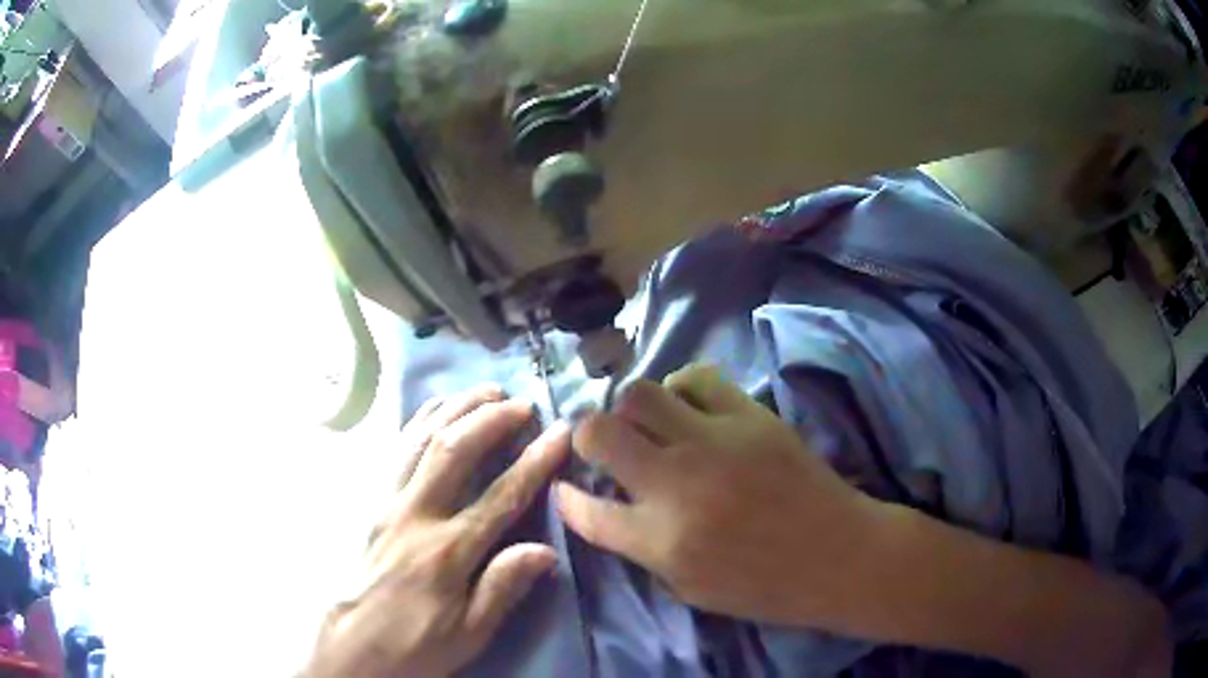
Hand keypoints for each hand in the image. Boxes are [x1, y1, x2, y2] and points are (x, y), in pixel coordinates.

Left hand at [307, 386, 570, 677]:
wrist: (355, 646)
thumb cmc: (418, 645)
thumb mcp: (470, 634)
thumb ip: (504, 588)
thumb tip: (545, 549)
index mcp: (448, 553)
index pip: (501, 496)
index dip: (535, 461)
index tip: (559, 432)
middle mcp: (415, 517)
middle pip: (454, 451)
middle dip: (490, 419)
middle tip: (521, 402)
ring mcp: (387, 504)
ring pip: (421, 441)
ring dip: (454, 410)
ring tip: (484, 391)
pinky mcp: (372, 503)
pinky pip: (396, 451)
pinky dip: (418, 422)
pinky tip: (435, 410)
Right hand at [556, 364, 882, 629]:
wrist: (838, 555)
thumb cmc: (764, 586)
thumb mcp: (690, 589)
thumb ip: (640, 549)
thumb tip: (609, 508)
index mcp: (660, 540)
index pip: (585, 510)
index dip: (567, 498)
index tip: (568, 488)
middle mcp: (677, 484)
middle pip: (599, 433)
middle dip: (586, 437)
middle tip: (603, 447)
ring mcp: (714, 442)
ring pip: (641, 394)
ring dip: (631, 410)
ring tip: (647, 425)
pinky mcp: (749, 415)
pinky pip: (698, 378)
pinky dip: (681, 390)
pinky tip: (689, 410)